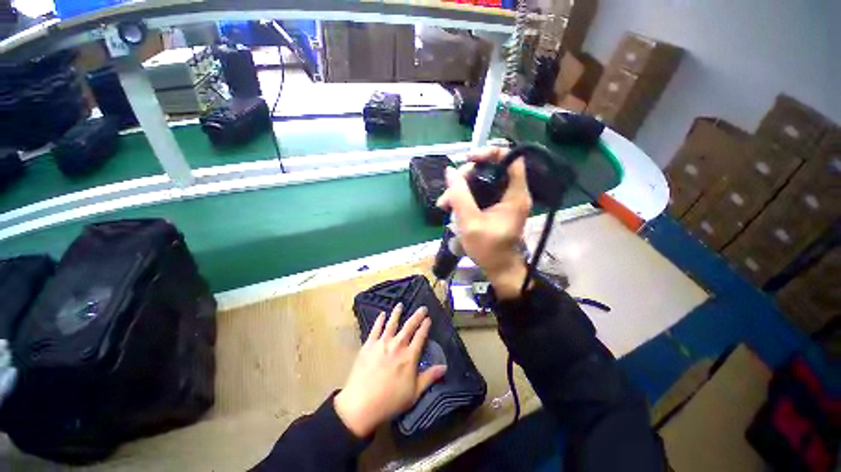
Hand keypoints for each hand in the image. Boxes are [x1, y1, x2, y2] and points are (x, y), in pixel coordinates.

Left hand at [335, 303, 446, 437]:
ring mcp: (382, 343)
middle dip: (417, 316)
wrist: (361, 405)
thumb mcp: (414, 393)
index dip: (425, 326)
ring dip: (397, 313)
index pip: (420, 336)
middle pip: (409, 326)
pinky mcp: (369, 345)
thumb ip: (429, 377)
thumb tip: (444, 367)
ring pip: (392, 323)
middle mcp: (397, 345)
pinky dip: (379, 320)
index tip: (428, 319)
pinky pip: (375, 329)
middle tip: (422, 308)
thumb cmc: (390, 401)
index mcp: (409, 356)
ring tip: (400, 304)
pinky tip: (382, 314)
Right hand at [437, 147, 531, 299]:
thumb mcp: (470, 222)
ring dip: (461, 189)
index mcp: (515, 195)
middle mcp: (512, 193)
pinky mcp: (496, 207)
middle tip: (448, 193)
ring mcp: (504, 200)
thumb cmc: (488, 249)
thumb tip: (450, 172)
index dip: (490, 152)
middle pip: (490, 169)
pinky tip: (451, 207)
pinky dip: (465, 197)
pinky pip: (480, 193)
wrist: (498, 269)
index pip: (511, 158)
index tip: (468, 160)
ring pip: (482, 181)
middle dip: (466, 177)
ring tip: (444, 204)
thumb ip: (460, 196)